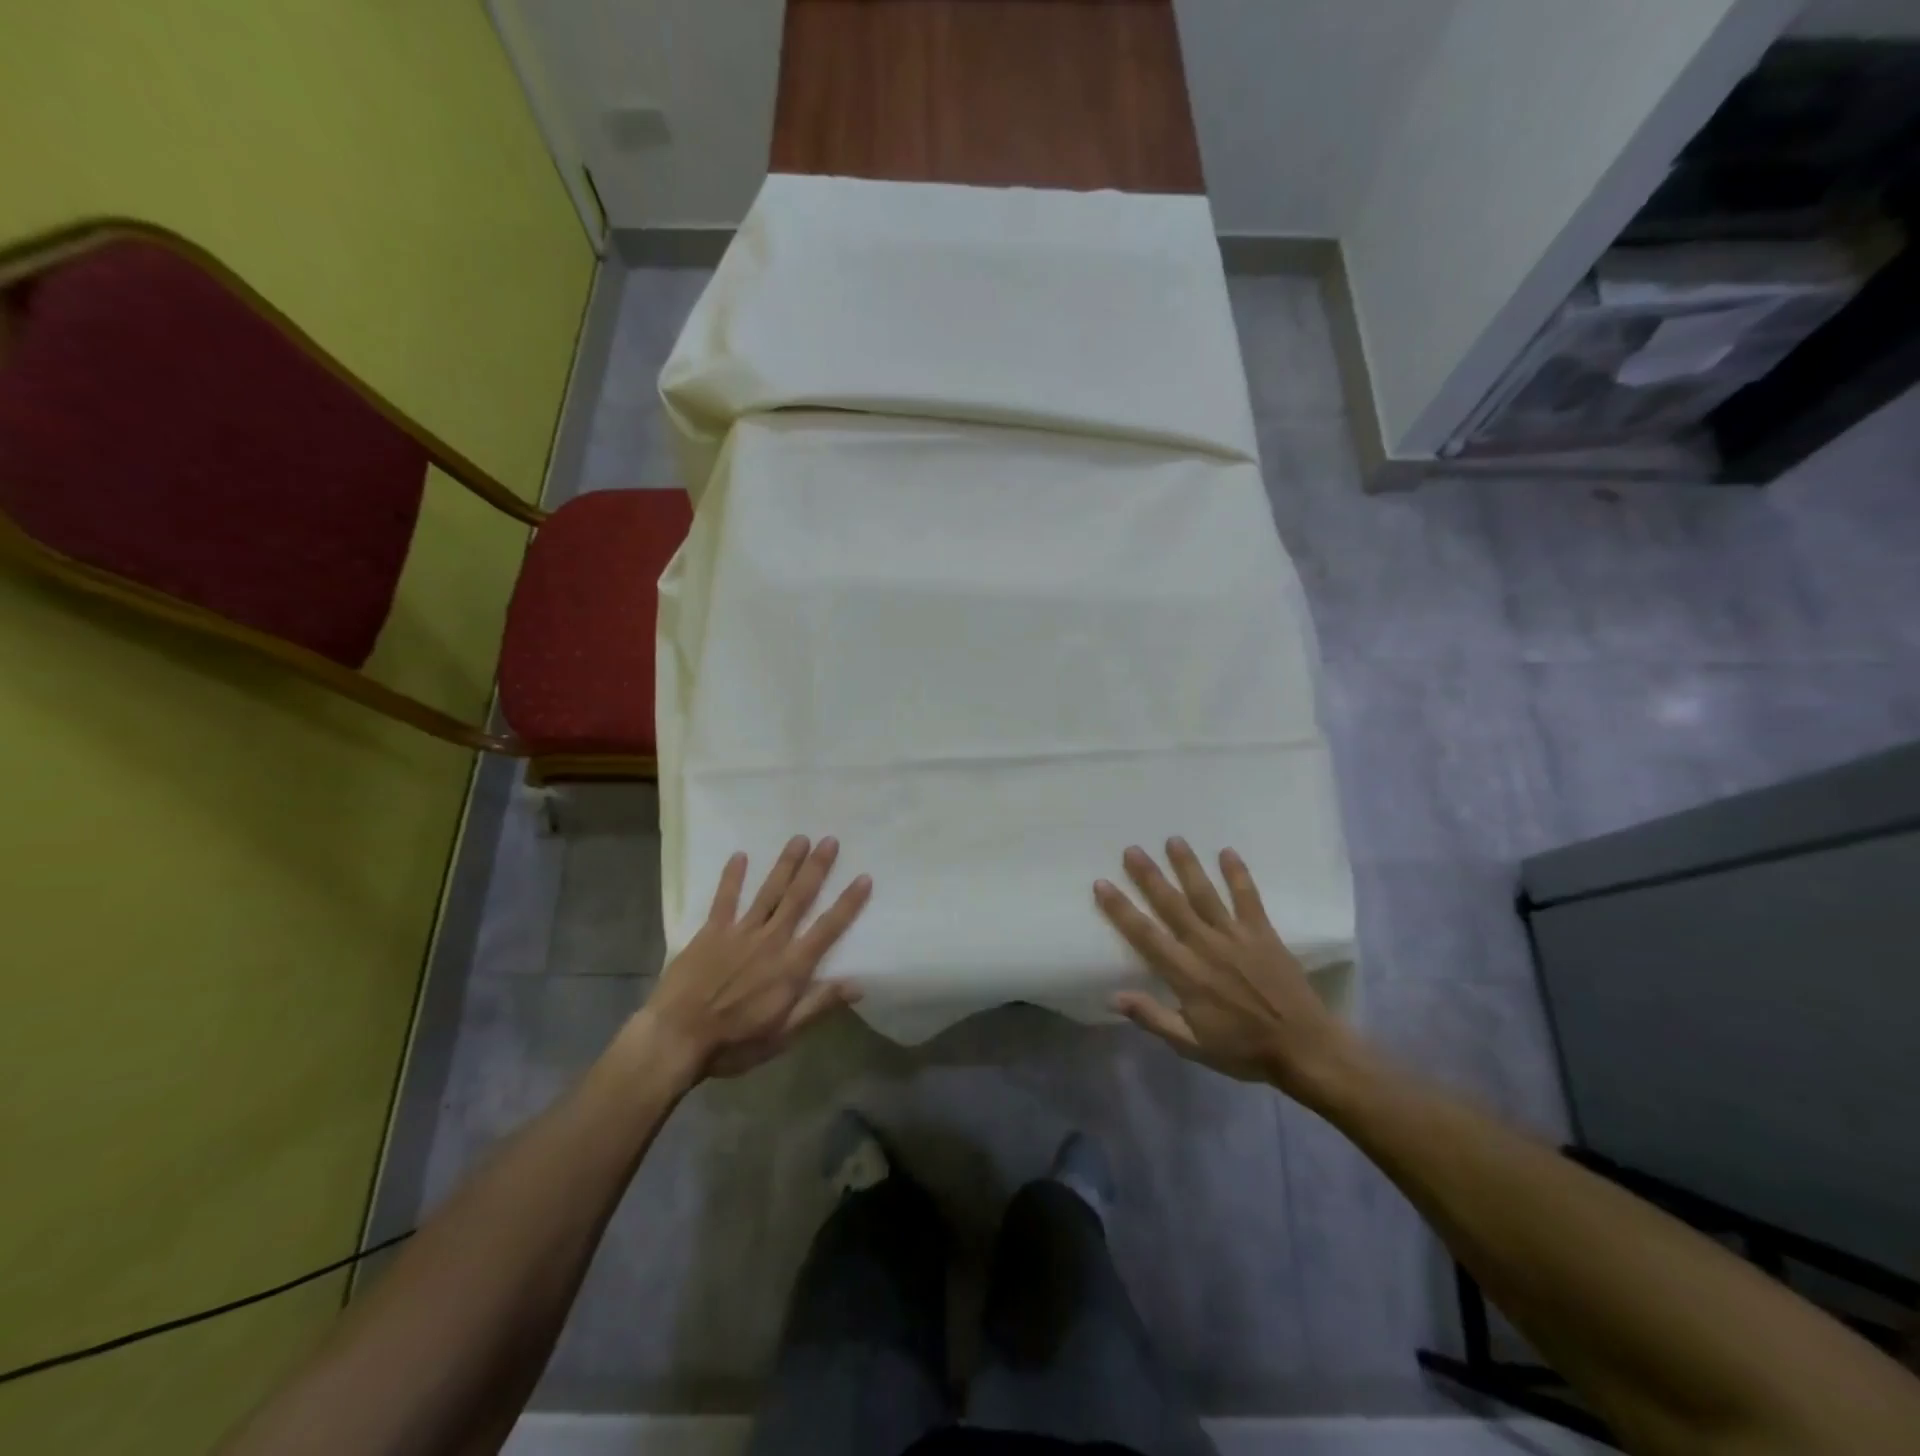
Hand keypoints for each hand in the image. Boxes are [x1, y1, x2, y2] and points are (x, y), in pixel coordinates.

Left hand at [639, 836, 870, 1083]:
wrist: (676, 1038)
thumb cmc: (734, 1043)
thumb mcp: (784, 1034)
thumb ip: (819, 1004)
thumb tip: (858, 984)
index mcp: (792, 967)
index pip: (828, 929)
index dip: (848, 903)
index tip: (864, 877)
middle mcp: (771, 941)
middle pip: (799, 898)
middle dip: (817, 868)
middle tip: (830, 840)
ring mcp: (740, 932)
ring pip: (769, 891)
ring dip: (785, 864)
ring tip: (799, 839)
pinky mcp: (711, 932)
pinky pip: (725, 899)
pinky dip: (732, 877)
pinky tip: (740, 855)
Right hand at [1095, 839, 1363, 1099]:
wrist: (1304, 1048)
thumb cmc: (1243, 1050)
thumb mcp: (1191, 1044)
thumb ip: (1152, 1017)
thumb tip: (1112, 997)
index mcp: (1185, 973)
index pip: (1144, 934)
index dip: (1120, 909)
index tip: (1102, 884)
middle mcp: (1206, 946)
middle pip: (1171, 904)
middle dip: (1149, 876)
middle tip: (1132, 849)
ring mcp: (1236, 936)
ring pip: (1205, 893)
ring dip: (1188, 866)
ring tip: (1173, 839)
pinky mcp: (1263, 932)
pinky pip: (1248, 897)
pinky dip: (1238, 874)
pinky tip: (1227, 851)